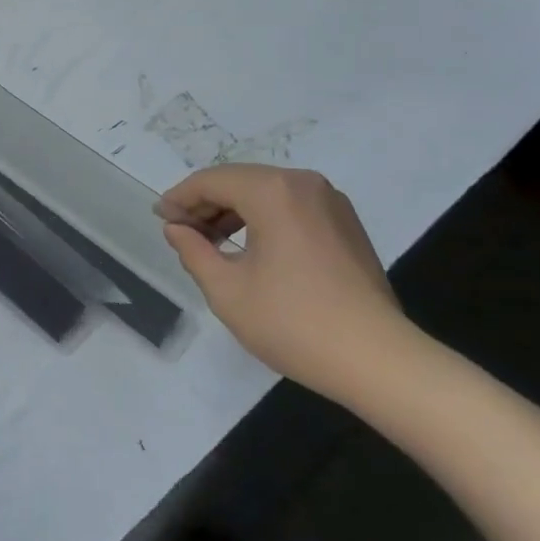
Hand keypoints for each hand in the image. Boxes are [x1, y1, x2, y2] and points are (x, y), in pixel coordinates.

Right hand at [158, 165, 413, 400]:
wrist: (379, 360)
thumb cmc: (295, 323)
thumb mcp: (227, 291)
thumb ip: (194, 251)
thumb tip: (176, 228)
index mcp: (272, 191)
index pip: (212, 180)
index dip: (180, 197)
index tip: (160, 218)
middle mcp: (302, 183)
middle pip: (239, 181)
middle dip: (206, 203)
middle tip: (180, 231)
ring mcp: (330, 201)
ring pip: (266, 192)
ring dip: (233, 210)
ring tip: (210, 241)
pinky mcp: (345, 223)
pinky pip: (291, 206)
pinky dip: (263, 218)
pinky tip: (249, 247)